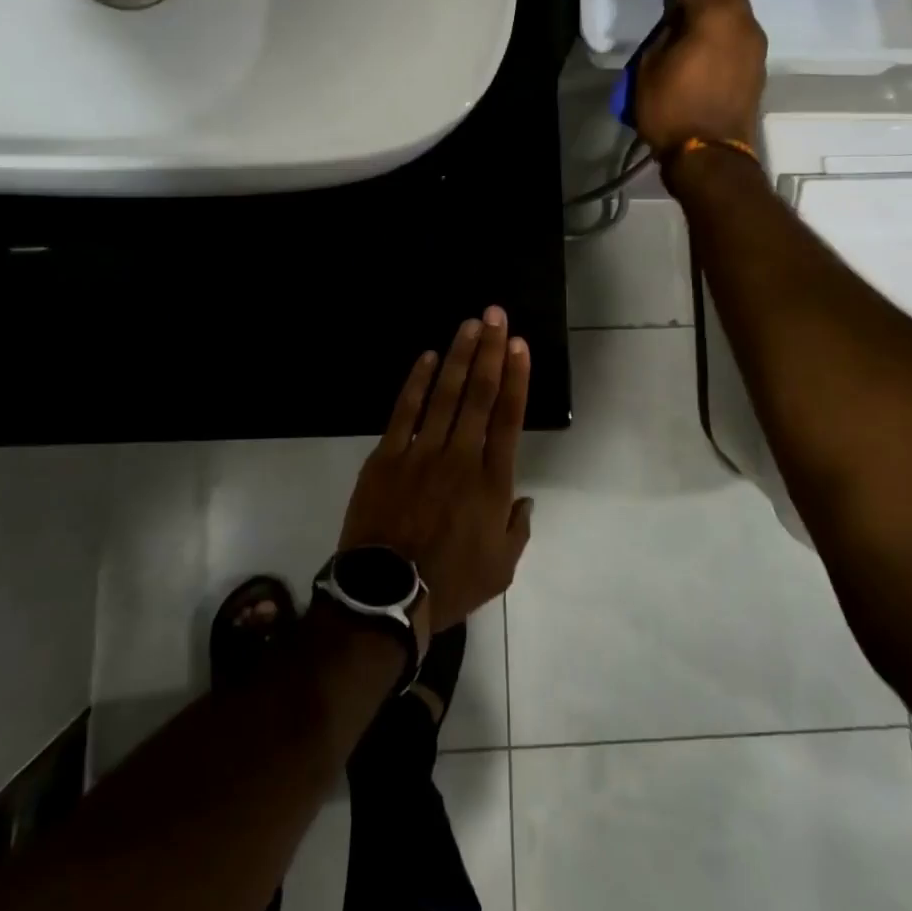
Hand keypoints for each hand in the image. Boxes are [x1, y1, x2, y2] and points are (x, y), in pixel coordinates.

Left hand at [338, 307, 533, 635]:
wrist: (386, 595)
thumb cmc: (450, 582)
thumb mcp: (502, 568)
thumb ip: (518, 528)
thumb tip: (525, 499)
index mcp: (491, 482)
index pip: (508, 418)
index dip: (516, 378)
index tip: (518, 345)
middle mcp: (460, 457)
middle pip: (478, 395)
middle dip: (489, 351)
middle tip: (495, 315)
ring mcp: (421, 453)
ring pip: (444, 395)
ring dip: (458, 356)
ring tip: (469, 324)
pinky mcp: (387, 456)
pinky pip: (404, 412)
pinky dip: (416, 383)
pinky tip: (426, 356)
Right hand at [634, 0, 767, 160]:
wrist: (710, 154)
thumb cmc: (672, 111)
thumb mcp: (651, 69)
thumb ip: (665, 36)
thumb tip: (678, 22)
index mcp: (710, 16)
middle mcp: (739, 21)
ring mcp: (753, 43)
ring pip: (741, 5)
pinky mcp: (757, 65)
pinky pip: (743, 29)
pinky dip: (732, 17)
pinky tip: (722, 19)